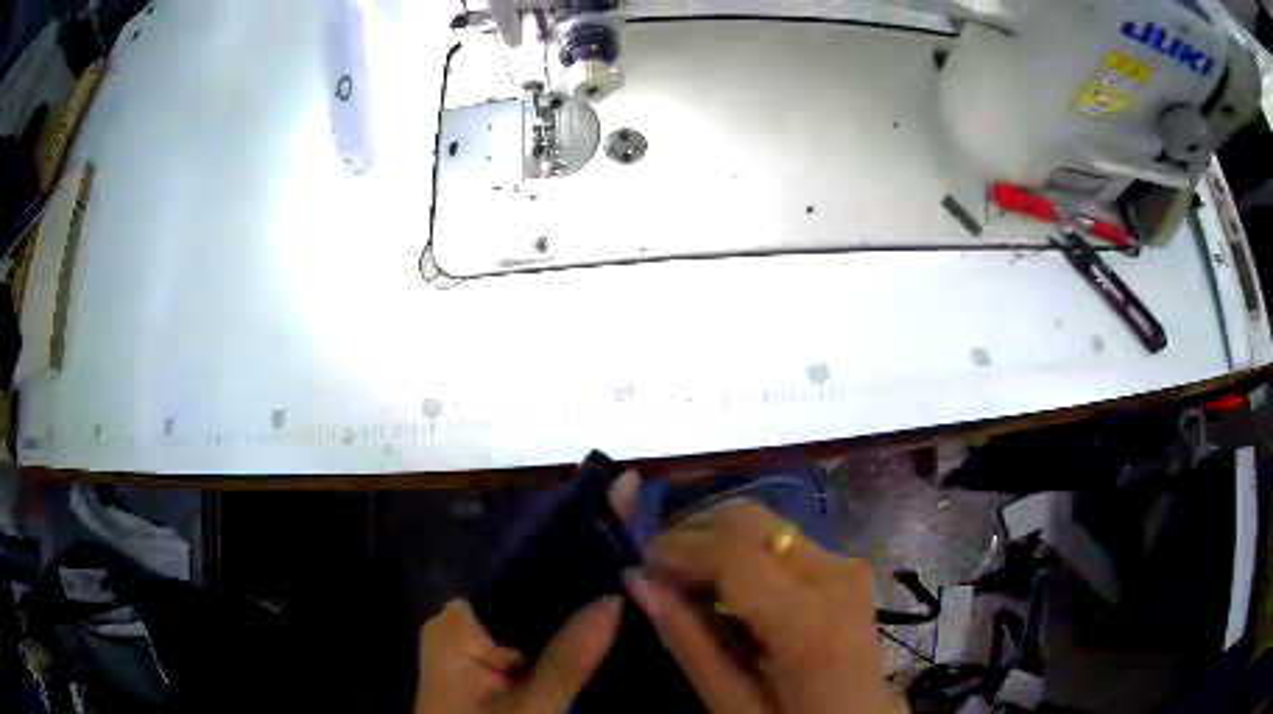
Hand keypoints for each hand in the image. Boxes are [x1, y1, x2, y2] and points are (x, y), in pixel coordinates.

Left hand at [414, 470, 639, 713]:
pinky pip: (534, 639)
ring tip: (637, 570)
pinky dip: (569, 634)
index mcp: (460, 624)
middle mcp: (465, 625)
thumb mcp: (529, 710)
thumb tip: (613, 596)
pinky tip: (609, 620)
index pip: (522, 572)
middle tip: (641, 542)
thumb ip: (567, 659)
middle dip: (582, 574)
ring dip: (580, 605)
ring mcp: (477, 647)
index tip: (614, 513)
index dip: (570, 548)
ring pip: (537, 617)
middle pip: (531, 591)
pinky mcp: (490, 667)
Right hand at [625, 499, 886, 713]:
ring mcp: (847, 567)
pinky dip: (744, 553)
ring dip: (717, 542)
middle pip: (749, 520)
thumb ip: (689, 642)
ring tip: (688, 583)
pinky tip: (727, 589)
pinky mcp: (847, 569)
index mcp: (809, 620)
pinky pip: (784, 541)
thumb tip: (637, 580)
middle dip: (693, 535)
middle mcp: (836, 575)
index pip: (731, 550)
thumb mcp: (734, 706)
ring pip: (765, 524)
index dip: (675, 548)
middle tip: (658, 572)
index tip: (638, 567)